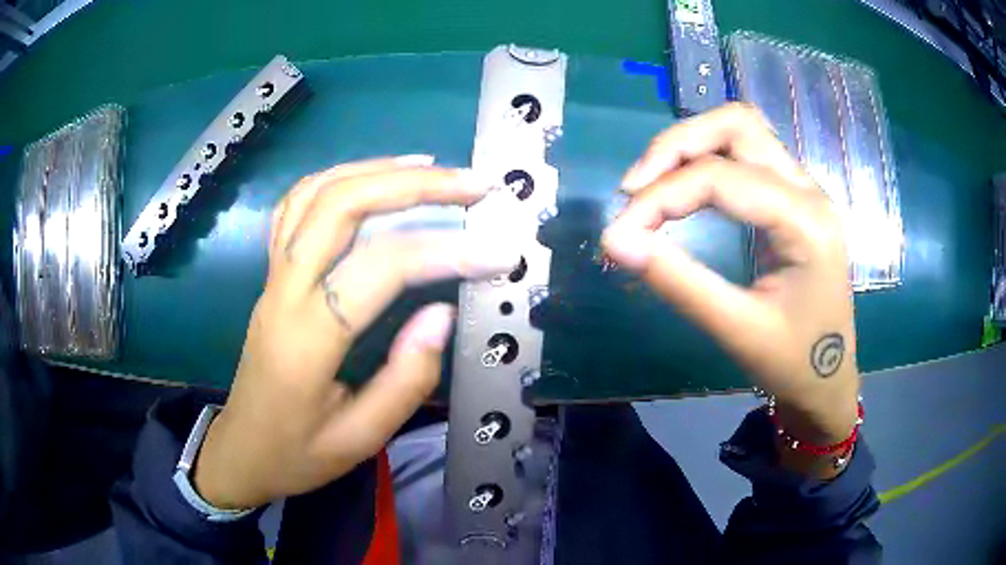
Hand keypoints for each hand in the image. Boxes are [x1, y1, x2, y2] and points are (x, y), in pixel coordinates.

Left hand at [194, 156, 517, 508]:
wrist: (242, 449)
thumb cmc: (298, 453)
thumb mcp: (359, 439)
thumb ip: (405, 379)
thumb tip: (442, 313)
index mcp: (307, 338)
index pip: (380, 268)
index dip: (445, 252)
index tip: (498, 251)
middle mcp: (284, 291)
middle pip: (342, 205)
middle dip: (414, 185)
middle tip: (472, 184)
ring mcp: (272, 275)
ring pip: (316, 193)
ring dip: (375, 170)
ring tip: (431, 167)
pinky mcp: (270, 272)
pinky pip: (295, 205)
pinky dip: (337, 178)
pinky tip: (371, 177)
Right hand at [602, 104, 859, 446]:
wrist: (828, 378)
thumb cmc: (792, 362)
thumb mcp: (736, 329)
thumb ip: (678, 281)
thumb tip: (616, 242)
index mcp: (805, 222)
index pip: (722, 178)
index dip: (661, 196)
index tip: (619, 231)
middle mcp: (808, 190)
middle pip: (737, 125)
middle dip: (677, 146)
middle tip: (634, 188)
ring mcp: (804, 189)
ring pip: (742, 130)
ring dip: (691, 145)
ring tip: (652, 185)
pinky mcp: (793, 198)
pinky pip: (746, 154)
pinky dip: (707, 159)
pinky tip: (684, 189)